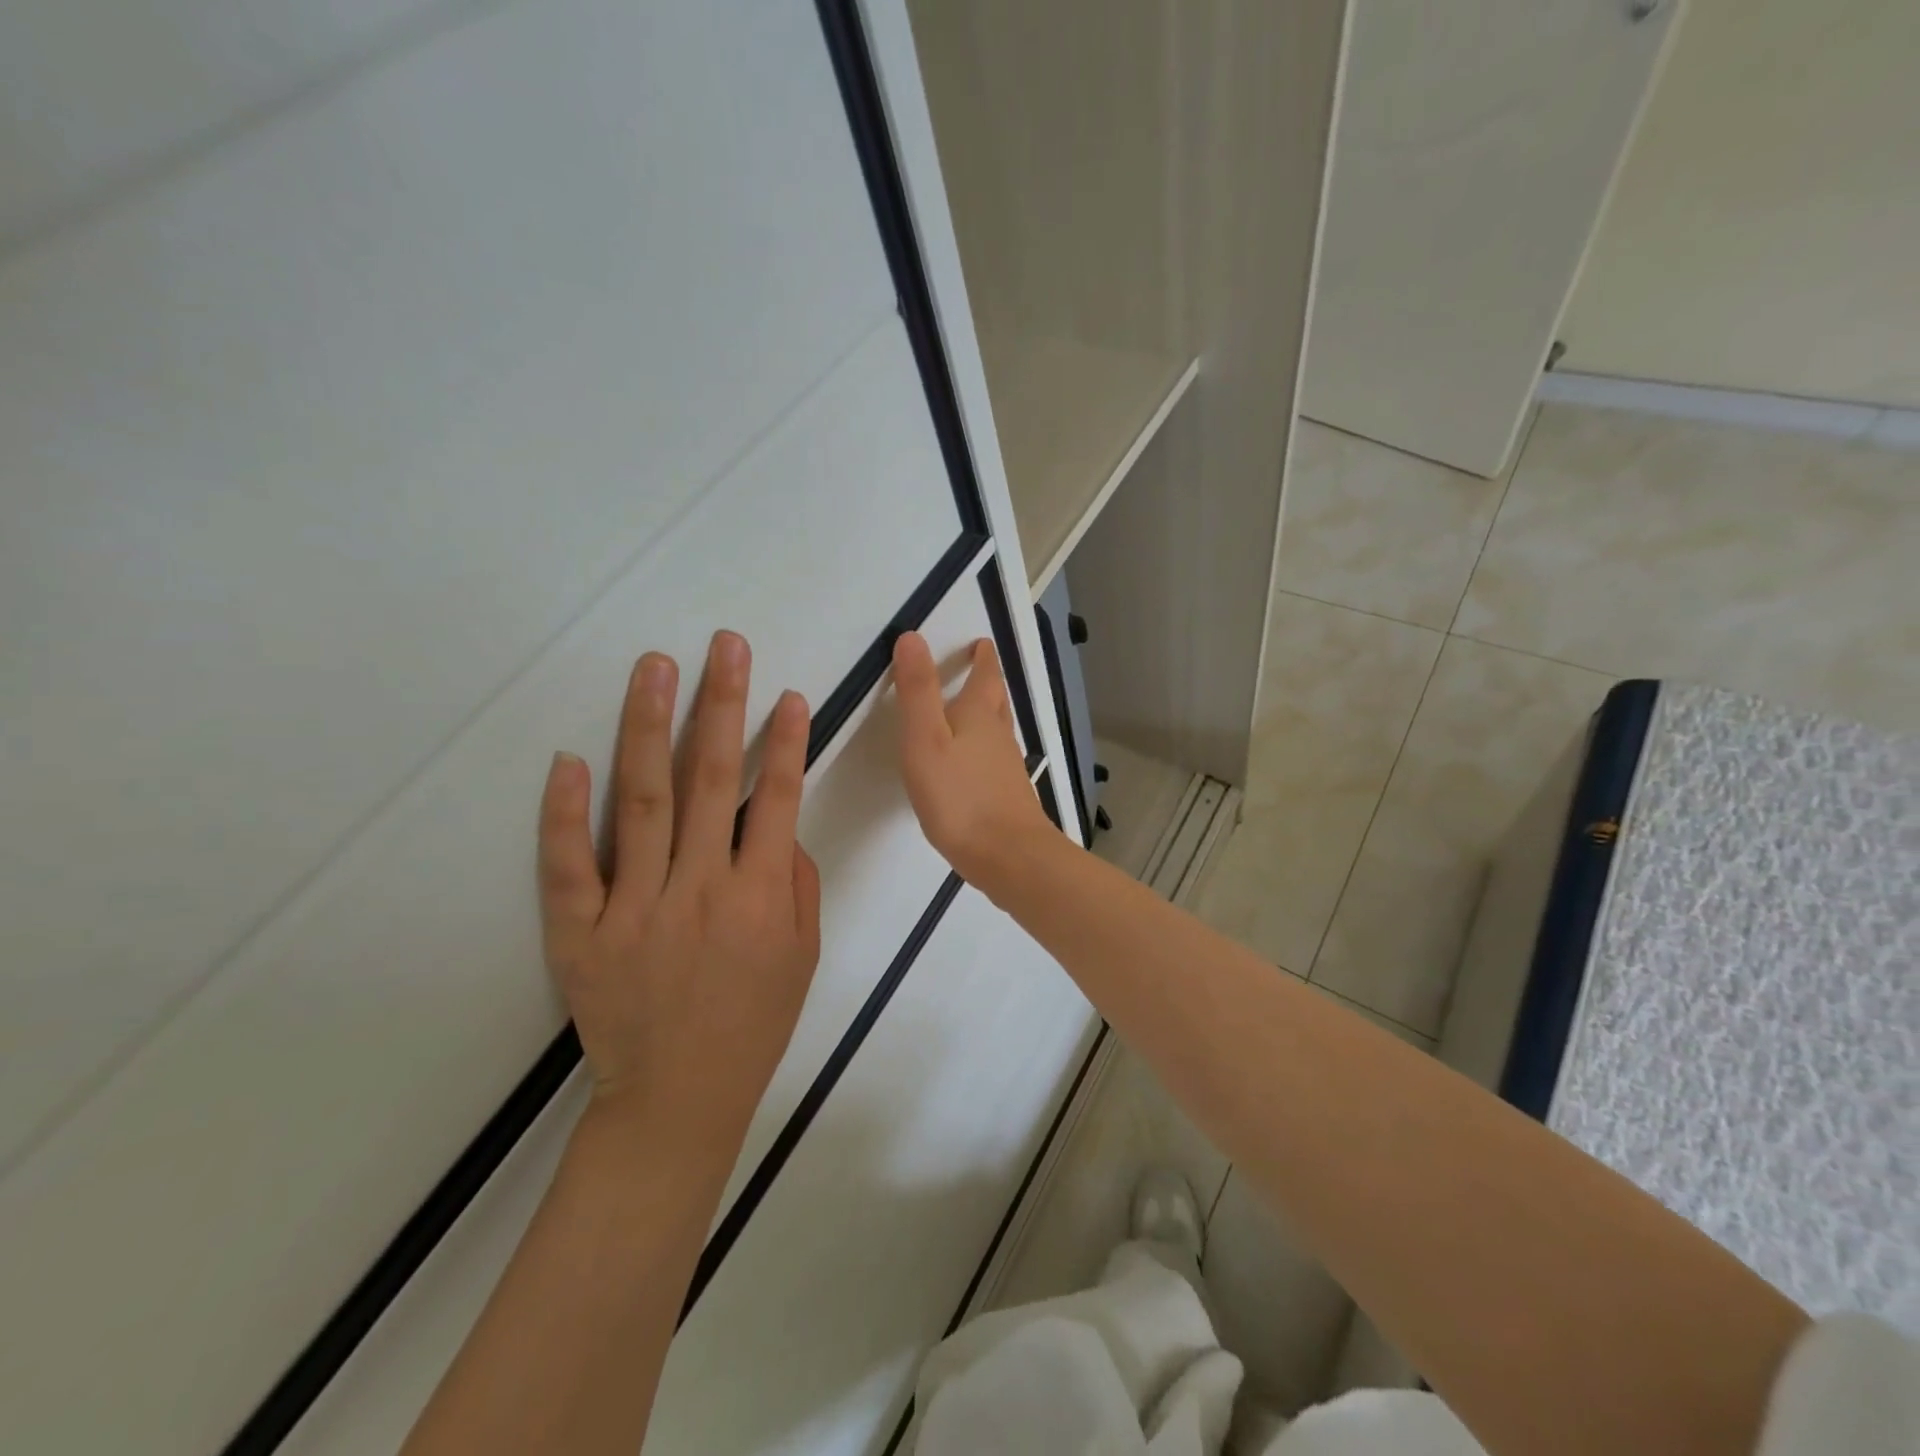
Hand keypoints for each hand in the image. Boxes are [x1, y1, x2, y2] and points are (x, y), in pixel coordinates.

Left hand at [537, 631, 821, 1150]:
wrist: (676, 1099)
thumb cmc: (752, 1024)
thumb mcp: (803, 956)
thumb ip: (796, 884)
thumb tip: (778, 824)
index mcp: (758, 899)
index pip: (777, 800)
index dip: (785, 743)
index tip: (787, 694)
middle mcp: (699, 889)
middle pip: (711, 781)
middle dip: (721, 706)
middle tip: (724, 646)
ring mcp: (634, 907)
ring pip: (641, 802)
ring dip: (648, 727)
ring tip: (654, 667)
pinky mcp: (580, 931)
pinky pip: (568, 865)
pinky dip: (564, 811)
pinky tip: (568, 758)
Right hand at [892, 632, 1055, 889]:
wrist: (1008, 856)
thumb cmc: (960, 796)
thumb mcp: (926, 739)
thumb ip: (918, 691)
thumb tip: (913, 637)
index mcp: (978, 716)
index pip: (985, 677)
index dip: (982, 658)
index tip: (982, 643)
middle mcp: (998, 737)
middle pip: (997, 701)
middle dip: (988, 682)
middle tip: (982, 669)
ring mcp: (1007, 769)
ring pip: (999, 730)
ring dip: (989, 714)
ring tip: (976, 710)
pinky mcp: (1008, 797)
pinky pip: (996, 760)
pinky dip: (987, 749)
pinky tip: (975, 766)